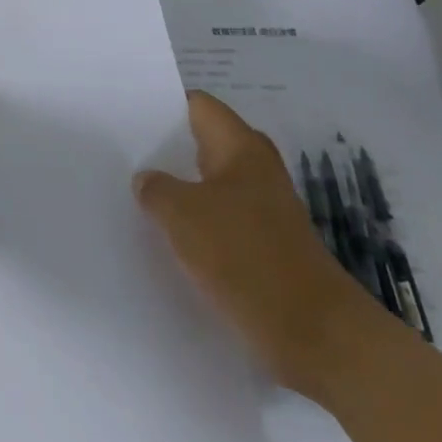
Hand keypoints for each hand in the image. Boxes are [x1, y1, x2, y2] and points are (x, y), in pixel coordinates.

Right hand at [135, 92, 387, 398]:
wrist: (318, 337)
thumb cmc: (247, 257)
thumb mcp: (182, 215)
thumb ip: (155, 188)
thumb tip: (147, 180)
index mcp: (241, 146)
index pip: (196, 105)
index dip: (161, 105)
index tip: (125, 114)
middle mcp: (255, 169)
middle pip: (202, 144)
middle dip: (165, 149)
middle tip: (123, 154)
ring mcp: (264, 209)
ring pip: (209, 186)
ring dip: (178, 191)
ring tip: (135, 196)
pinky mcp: (266, 247)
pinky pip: (220, 221)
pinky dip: (196, 225)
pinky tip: (166, 239)